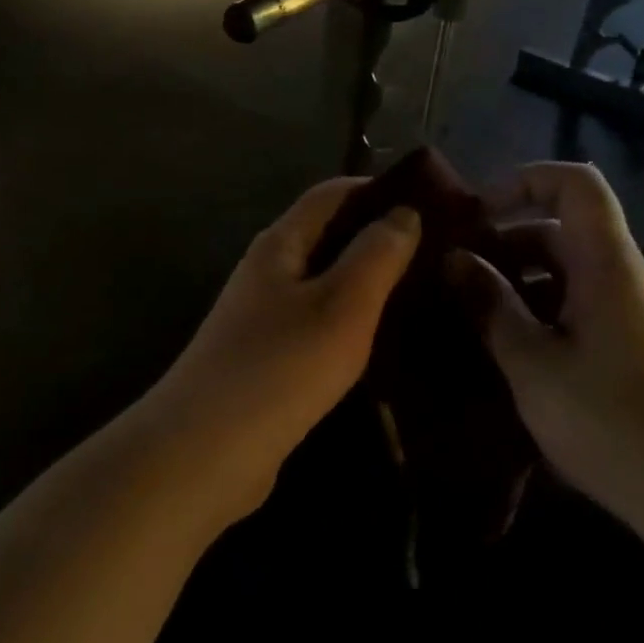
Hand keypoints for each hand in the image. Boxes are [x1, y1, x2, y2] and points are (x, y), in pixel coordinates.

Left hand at [146, 179, 420, 522]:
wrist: (204, 453)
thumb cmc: (279, 368)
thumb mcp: (342, 306)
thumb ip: (376, 254)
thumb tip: (404, 211)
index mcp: (281, 243)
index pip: (332, 193)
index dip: (378, 188)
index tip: (432, 202)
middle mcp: (269, 269)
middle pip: (328, 235)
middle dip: (378, 236)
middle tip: (440, 252)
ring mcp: (264, 315)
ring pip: (326, 281)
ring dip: (368, 281)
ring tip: (424, 293)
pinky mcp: (269, 357)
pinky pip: (318, 322)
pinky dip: (351, 320)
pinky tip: (385, 342)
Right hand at [447, 163, 643, 539]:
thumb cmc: (614, 422)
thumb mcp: (534, 365)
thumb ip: (491, 305)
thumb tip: (455, 259)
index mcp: (607, 263)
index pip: (575, 183)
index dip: (523, 181)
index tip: (478, 216)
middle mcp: (624, 275)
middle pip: (563, 229)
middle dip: (506, 241)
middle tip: (456, 273)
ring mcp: (633, 312)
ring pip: (568, 271)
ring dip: (519, 281)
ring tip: (471, 313)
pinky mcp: (635, 346)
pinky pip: (580, 305)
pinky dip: (540, 311)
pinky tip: (509, 349)